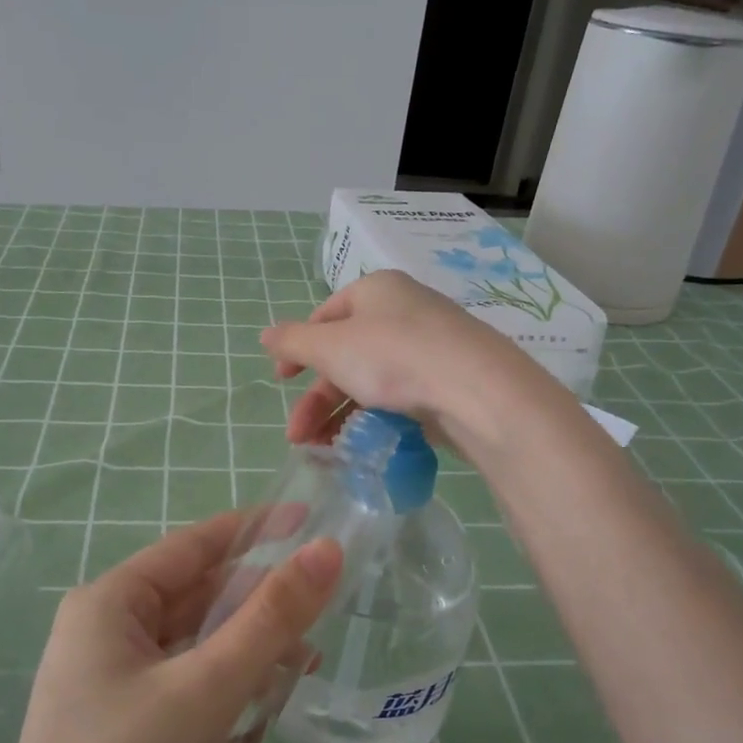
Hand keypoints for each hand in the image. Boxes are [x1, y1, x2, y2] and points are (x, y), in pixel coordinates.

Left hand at [0, 512, 340, 742]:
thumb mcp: (207, 688)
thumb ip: (271, 617)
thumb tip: (327, 551)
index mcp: (110, 604)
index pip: (194, 544)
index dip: (254, 529)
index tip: (310, 522)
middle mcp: (107, 635)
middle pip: (201, 602)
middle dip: (256, 623)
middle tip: (312, 643)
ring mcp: (114, 688)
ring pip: (200, 655)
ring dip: (244, 675)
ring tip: (280, 703)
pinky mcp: (126, 735)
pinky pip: (189, 699)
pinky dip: (220, 713)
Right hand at [260, 270, 554, 461]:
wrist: (476, 390)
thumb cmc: (394, 356)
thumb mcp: (331, 347)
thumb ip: (294, 342)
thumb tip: (266, 335)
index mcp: (376, 291)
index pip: (325, 315)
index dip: (298, 348)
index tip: (281, 381)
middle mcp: (404, 312)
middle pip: (346, 354)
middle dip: (316, 398)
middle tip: (297, 436)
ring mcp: (429, 348)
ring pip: (372, 380)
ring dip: (340, 416)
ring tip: (322, 452)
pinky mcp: (446, 382)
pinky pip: (400, 398)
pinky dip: (375, 420)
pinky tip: (362, 446)